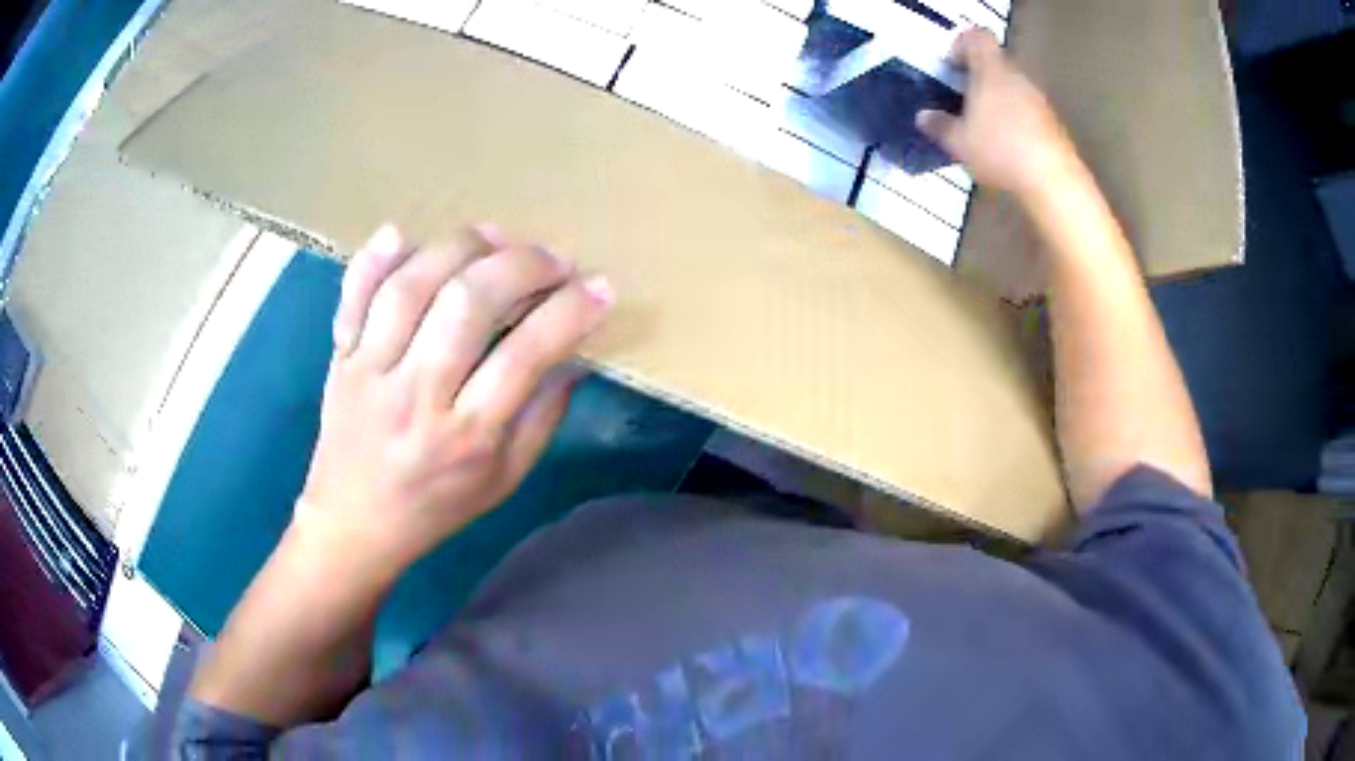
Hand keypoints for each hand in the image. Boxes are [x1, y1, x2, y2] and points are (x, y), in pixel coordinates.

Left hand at [294, 224, 613, 572]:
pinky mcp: (341, 356)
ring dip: (460, 248)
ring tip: (494, 238)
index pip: (525, 356)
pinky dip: (375, 258)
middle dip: (521, 266)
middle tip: (553, 259)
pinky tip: (402, 233)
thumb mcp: (505, 480)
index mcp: (466, 436)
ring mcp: (371, 371)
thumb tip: (573, 355)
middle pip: (466, 305)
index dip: (569, 313)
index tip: (599, 289)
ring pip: (412, 287)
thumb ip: (541, 417)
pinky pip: (353, 296)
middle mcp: (416, 395)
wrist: (354, 523)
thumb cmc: (436, 506)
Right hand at [916, 28, 1078, 196]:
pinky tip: (1006, 144)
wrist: (1052, 181)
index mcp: (990, 70)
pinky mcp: (1052, 122)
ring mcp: (1038, 99)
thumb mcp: (959, 142)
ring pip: (1011, 87)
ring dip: (996, 99)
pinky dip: (1014, 118)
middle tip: (961, 100)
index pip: (976, 37)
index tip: (951, 68)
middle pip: (994, 63)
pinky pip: (1027, 109)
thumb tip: (924, 117)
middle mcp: (1016, 77)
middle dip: (977, 77)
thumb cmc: (999, 151)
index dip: (961, 46)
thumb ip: (939, 125)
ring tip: (983, 126)